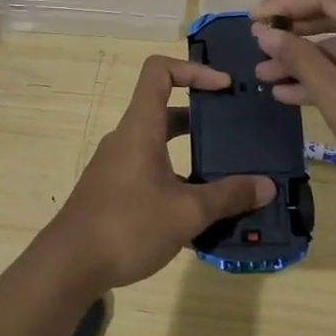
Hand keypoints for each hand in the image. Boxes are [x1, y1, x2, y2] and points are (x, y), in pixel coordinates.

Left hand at [46, 55, 276, 290]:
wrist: (68, 266)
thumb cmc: (128, 225)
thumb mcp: (187, 213)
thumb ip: (228, 197)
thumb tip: (267, 186)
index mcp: (141, 127)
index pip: (160, 71)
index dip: (193, 69)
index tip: (224, 87)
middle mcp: (127, 138)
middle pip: (165, 109)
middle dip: (202, 117)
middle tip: (234, 131)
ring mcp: (117, 165)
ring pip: (159, 145)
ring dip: (190, 154)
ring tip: (225, 176)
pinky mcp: (113, 190)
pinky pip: (150, 171)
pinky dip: (175, 180)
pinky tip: (197, 214)